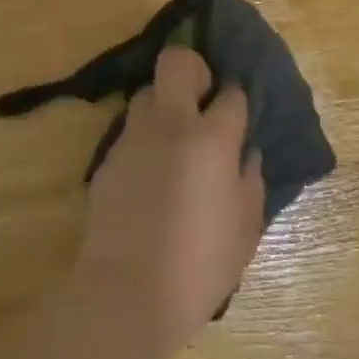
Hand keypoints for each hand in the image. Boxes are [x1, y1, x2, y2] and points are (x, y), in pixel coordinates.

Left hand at [72, 46, 265, 354]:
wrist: (125, 296)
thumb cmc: (199, 265)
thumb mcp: (245, 228)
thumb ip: (251, 181)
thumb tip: (246, 154)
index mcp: (212, 138)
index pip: (231, 93)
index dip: (237, 99)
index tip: (238, 114)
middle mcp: (171, 124)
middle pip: (177, 62)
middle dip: (193, 68)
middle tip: (202, 99)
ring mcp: (133, 139)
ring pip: (147, 93)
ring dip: (164, 104)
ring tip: (174, 138)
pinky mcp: (108, 160)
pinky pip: (130, 131)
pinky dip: (144, 139)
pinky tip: (151, 173)